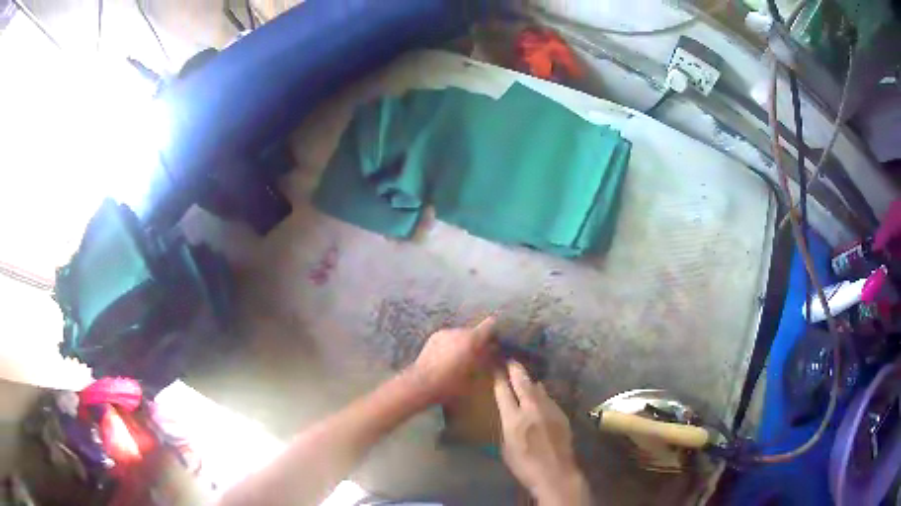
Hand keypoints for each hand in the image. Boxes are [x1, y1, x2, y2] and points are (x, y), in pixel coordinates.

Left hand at [407, 316, 496, 402]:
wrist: (422, 383)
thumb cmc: (451, 383)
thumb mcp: (475, 376)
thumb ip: (485, 360)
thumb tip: (493, 351)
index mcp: (472, 339)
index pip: (490, 324)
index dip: (494, 330)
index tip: (497, 338)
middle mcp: (459, 331)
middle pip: (474, 331)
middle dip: (477, 341)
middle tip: (478, 355)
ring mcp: (444, 332)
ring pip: (460, 335)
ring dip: (463, 343)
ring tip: (460, 358)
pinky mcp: (434, 336)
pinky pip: (448, 338)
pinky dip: (451, 344)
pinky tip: (447, 357)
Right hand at [494, 362, 590, 505]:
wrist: (555, 472)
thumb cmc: (524, 465)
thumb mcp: (506, 447)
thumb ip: (507, 426)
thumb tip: (510, 412)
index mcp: (513, 419)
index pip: (503, 392)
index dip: (499, 378)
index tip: (495, 367)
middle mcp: (532, 409)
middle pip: (523, 382)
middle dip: (515, 370)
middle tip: (510, 360)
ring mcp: (549, 410)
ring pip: (538, 388)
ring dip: (530, 381)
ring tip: (524, 374)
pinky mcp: (561, 414)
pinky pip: (548, 399)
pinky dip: (541, 394)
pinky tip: (540, 395)